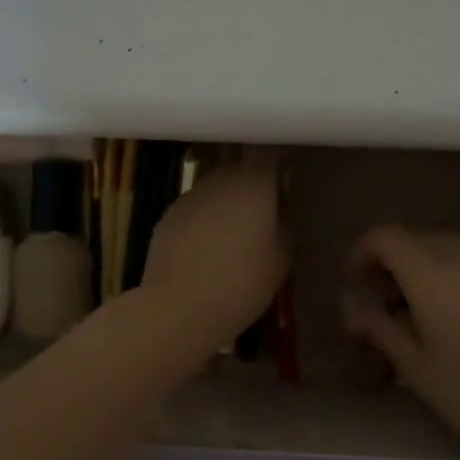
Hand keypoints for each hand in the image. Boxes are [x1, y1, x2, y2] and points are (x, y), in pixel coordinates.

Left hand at [142, 151, 287, 351]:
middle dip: (253, 179)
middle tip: (266, 204)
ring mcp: (191, 195)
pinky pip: (196, 207)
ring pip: (216, 186)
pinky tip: (208, 245)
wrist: (177, 308)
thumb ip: (284, 226)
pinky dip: (206, 217)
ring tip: (236, 229)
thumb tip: (283, 211)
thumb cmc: (240, 285)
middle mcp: (221, 179)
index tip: (290, 167)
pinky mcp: (169, 214)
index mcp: (254, 184)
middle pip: (241, 165)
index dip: (280, 156)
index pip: (270, 151)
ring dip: (228, 199)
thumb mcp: (281, 261)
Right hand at [342, 226, 459, 457]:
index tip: (353, 279)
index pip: (386, 238)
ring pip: (442, 246)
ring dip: (417, 262)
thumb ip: (383, 332)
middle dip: (388, 257)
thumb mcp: (418, 369)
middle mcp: (459, 260)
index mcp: (430, 276)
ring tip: (409, 304)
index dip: (362, 250)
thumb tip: (356, 312)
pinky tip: (446, 312)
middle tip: (377, 294)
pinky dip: (444, 272)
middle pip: (414, 237)